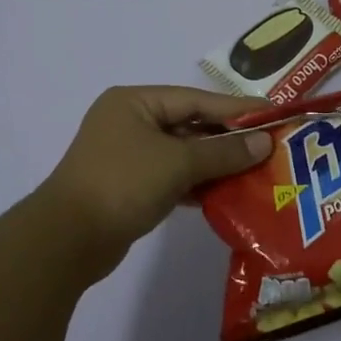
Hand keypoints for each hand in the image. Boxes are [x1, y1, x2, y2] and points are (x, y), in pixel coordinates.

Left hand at [37, 86, 271, 284]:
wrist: (67, 241)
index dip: (236, 108)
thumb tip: (264, 143)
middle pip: (190, 124)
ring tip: (256, 170)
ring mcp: (128, 154)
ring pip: (182, 153)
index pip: (196, 99)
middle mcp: (130, 121)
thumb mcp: (177, 163)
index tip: (273, 114)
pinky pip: (172, 176)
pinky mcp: (129, 185)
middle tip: (269, 146)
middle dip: (228, 138)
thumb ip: (223, 152)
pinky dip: (197, 183)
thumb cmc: (122, 184)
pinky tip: (225, 193)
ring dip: (215, 163)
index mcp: (135, 102)